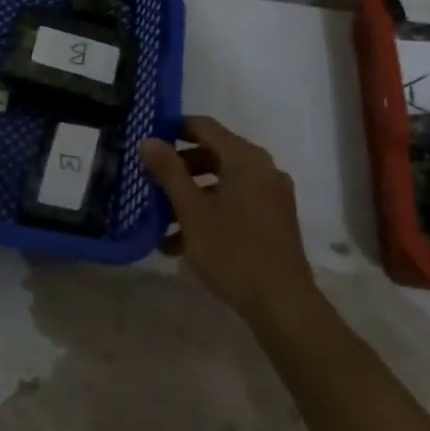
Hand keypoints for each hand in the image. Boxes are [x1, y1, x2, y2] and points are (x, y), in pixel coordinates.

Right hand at [141, 116, 317, 328]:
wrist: (282, 304)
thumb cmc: (232, 250)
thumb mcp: (191, 210)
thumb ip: (168, 170)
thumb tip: (148, 140)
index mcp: (245, 158)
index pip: (204, 126)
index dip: (173, 128)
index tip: (147, 140)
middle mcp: (263, 169)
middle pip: (214, 153)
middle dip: (180, 166)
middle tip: (150, 179)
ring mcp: (272, 196)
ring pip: (223, 182)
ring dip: (191, 194)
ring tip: (161, 218)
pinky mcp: (274, 220)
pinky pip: (236, 202)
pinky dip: (211, 211)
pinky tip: (183, 242)